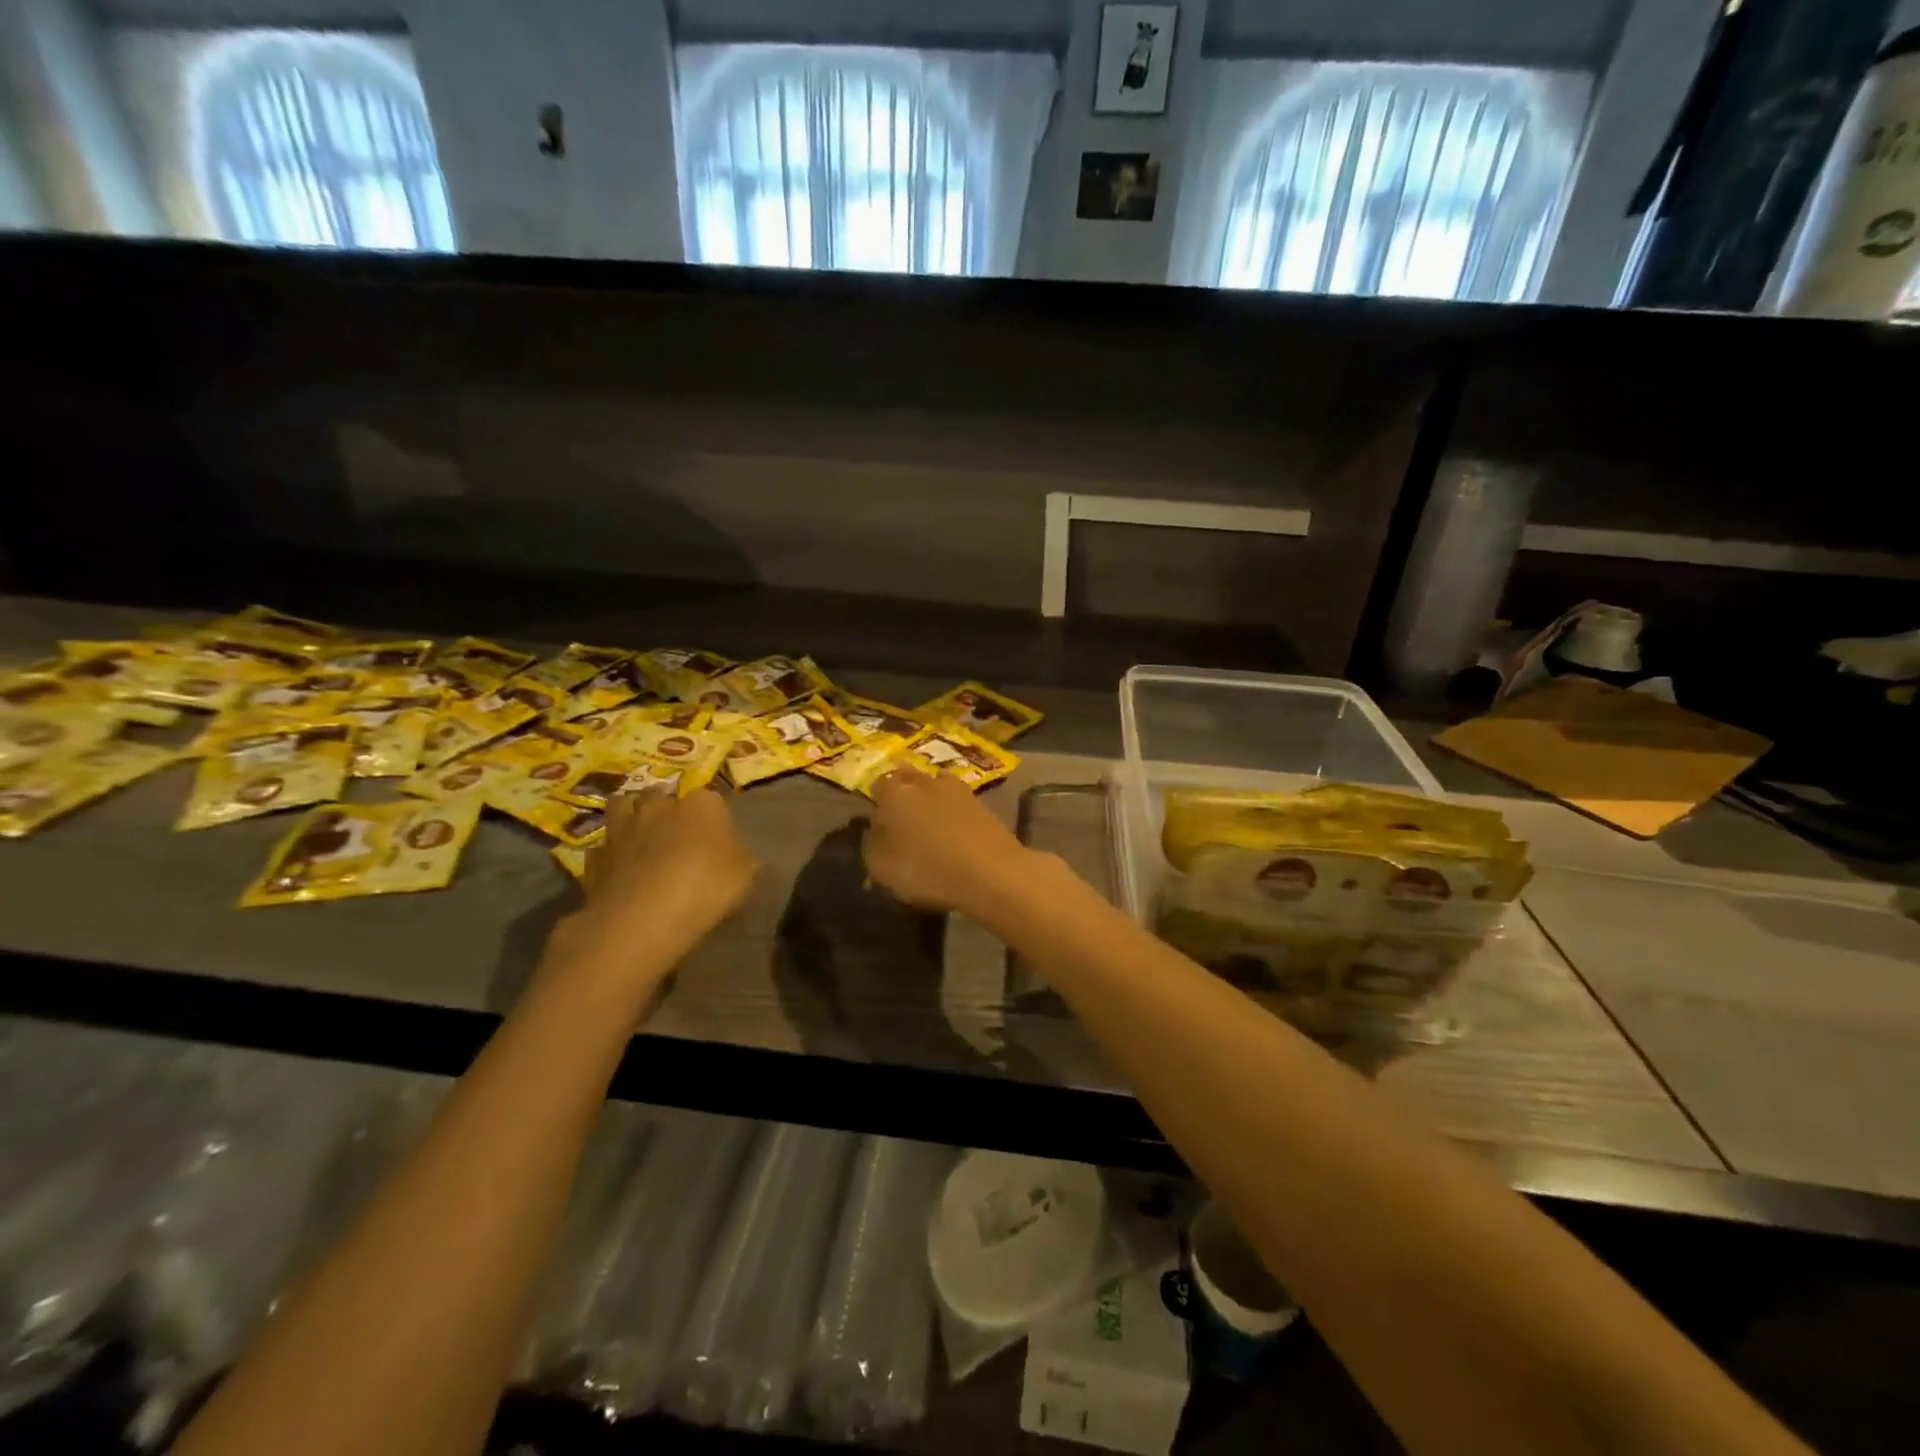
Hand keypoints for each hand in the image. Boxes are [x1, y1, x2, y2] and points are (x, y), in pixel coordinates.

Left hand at [544, 790, 758, 1003]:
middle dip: (666, 809)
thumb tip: (739, 857)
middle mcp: (659, 806)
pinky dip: (611, 855)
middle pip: (661, 796)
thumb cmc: (707, 887)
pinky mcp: (595, 857)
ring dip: (630, 817)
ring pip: (622, 807)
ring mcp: (622, 829)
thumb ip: (741, 860)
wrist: (644, 917)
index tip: (717, 839)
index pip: (710, 799)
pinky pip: (603, 848)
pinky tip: (619, 871)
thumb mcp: (746, 876)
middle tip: (676, 835)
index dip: (713, 818)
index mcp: (702, 804)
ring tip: (641, 839)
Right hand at [863, 768, 1033, 916]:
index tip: (878, 821)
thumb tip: (876, 831)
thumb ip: (872, 844)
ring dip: (930, 800)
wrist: (992, 872)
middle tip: (902, 818)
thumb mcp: (881, 868)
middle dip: (904, 793)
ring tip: (929, 824)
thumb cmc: (927, 869)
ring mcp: (957, 790)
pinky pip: (958, 804)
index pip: (878, 786)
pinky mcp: (982, 804)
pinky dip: (952, 814)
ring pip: (936, 787)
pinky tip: (953, 831)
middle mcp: (925, 781)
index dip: (876, 802)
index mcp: (894, 792)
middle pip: (908, 779)